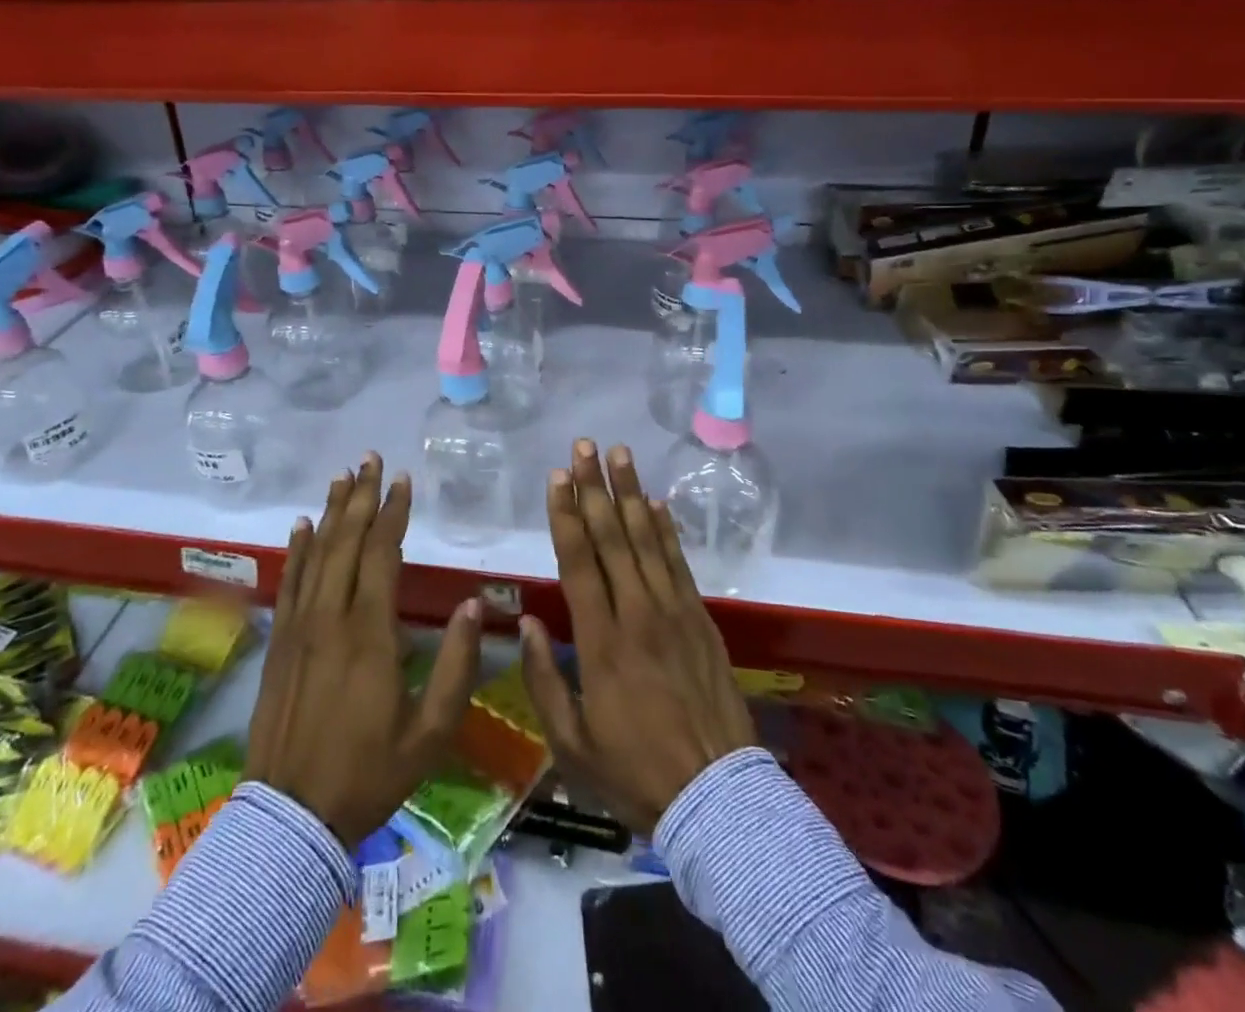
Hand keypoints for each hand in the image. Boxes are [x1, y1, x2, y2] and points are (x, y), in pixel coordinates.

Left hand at [245, 454, 482, 846]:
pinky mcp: (279, 643)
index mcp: (370, 635)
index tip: (404, 481)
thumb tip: (470, 606)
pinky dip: (296, 550)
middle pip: (346, 543)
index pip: (382, 556)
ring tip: (342, 477)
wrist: (290, 820)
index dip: (393, 515)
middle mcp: (331, 618)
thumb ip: (455, 666)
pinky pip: (289, 583)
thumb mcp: (430, 733)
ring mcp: (299, 629)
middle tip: (371, 459)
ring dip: (331, 512)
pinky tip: (302, 525)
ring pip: (316, 555)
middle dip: (362, 497)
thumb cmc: (368, 774)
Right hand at [520, 440, 756, 835]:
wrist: (716, 797)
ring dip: (632, 493)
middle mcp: (638, 613)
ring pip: (648, 540)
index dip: (566, 515)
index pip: (579, 562)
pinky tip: (657, 504)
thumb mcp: (571, 743)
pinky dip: (667, 530)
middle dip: (596, 487)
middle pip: (613, 537)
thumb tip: (527, 623)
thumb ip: (544, 680)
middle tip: (584, 446)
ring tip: (620, 455)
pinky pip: (680, 563)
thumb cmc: (634, 771)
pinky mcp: (701, 620)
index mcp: (601, 641)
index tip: (557, 477)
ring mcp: (675, 612)